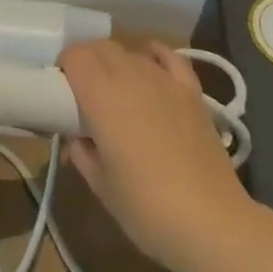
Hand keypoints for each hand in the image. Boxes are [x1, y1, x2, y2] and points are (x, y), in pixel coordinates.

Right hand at [60, 40, 253, 271]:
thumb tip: (79, 138)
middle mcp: (132, 77)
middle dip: (85, 62)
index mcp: (102, 96)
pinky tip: (150, 63)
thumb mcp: (99, 184)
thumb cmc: (145, 207)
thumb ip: (81, 151)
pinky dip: (155, 55)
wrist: (212, 223)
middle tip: (81, 93)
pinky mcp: (192, 92)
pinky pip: (170, 58)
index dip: (63, 67)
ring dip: (115, 64)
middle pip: (101, 47)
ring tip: (115, 93)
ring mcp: (165, 81)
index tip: (60, 92)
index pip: (74, 56)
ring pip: (131, 53)